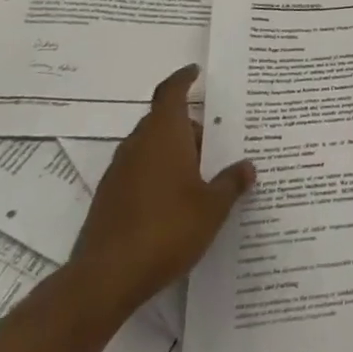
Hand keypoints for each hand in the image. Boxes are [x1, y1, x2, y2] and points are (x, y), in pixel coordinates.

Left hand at [66, 64, 254, 318]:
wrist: (105, 279)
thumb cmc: (167, 229)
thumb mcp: (212, 207)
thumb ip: (231, 183)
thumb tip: (247, 166)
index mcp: (164, 134)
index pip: (171, 92)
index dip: (183, 79)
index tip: (195, 72)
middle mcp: (138, 145)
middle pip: (162, 120)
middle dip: (188, 126)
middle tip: (215, 139)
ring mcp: (119, 172)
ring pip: (149, 147)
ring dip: (173, 151)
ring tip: (200, 172)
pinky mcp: (108, 199)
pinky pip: (138, 171)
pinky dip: (157, 174)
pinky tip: (176, 200)